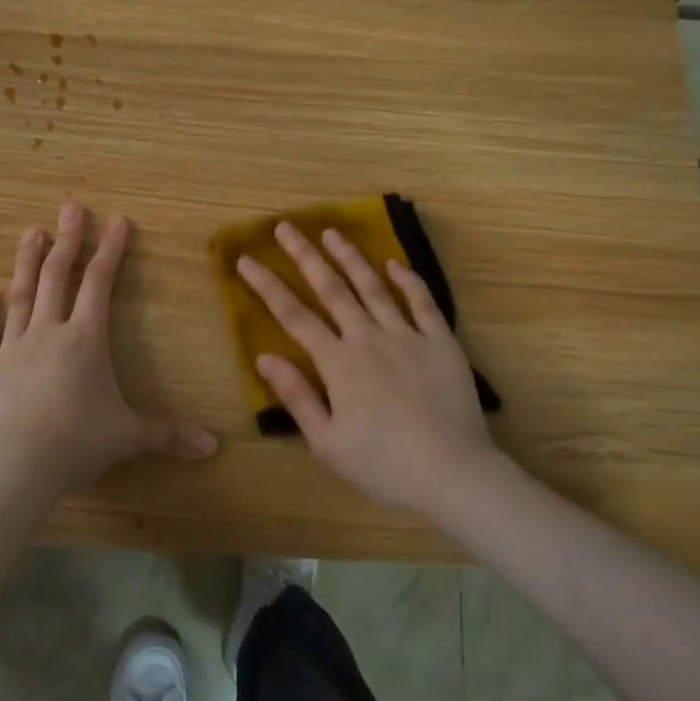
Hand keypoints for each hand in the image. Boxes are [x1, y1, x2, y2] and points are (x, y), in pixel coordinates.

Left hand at [0, 202, 216, 499]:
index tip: (117, 220)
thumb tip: (213, 447)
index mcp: (85, 340)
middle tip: (70, 208)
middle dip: (67, 241)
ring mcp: (10, 350)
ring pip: (19, 297)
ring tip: (30, 232)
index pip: (100, 284)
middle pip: (58, 278)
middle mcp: (47, 334)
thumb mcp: (129, 437)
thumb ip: (169, 435)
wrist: (14, 467)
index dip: (110, 250)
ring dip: (26, 264)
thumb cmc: (77, 443)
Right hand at [236, 222, 499, 515]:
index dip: (267, 286)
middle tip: (286, 227)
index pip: (294, 316)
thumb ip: (296, 396)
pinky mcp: (441, 343)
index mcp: (338, 363)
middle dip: (305, 256)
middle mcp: (368, 338)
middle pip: (331, 289)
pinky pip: (423, 303)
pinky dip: (408, 281)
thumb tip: (264, 357)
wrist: (453, 473)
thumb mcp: (327, 442)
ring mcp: (407, 336)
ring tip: (332, 232)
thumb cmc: (383, 465)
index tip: (246, 260)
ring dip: (351, 257)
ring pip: (373, 287)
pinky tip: (395, 264)